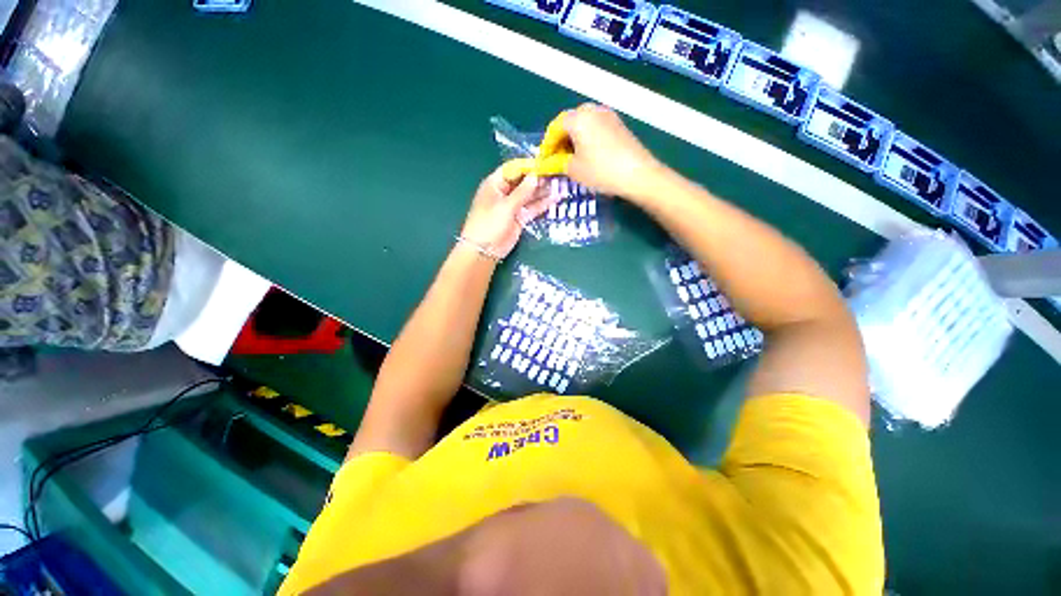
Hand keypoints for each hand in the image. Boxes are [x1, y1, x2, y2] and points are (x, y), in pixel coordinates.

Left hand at [460, 165, 551, 258]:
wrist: (484, 250)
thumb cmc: (489, 224)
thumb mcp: (505, 206)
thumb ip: (522, 191)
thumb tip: (536, 176)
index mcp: (495, 184)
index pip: (513, 169)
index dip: (528, 166)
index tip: (545, 164)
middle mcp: (505, 192)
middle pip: (523, 181)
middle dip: (538, 178)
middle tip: (557, 174)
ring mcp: (513, 206)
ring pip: (530, 195)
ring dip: (543, 191)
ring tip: (560, 185)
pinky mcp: (520, 218)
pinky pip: (532, 208)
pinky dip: (542, 204)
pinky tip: (555, 199)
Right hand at [547, 104, 663, 199]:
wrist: (637, 174)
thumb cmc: (601, 171)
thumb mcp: (574, 170)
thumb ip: (558, 163)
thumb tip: (551, 162)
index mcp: (577, 118)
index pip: (554, 128)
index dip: (547, 145)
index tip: (544, 160)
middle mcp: (592, 110)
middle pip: (569, 123)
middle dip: (560, 140)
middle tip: (557, 159)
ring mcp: (608, 115)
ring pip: (583, 125)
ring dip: (574, 140)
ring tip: (572, 159)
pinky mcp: (618, 124)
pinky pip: (596, 128)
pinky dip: (587, 139)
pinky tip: (588, 155)